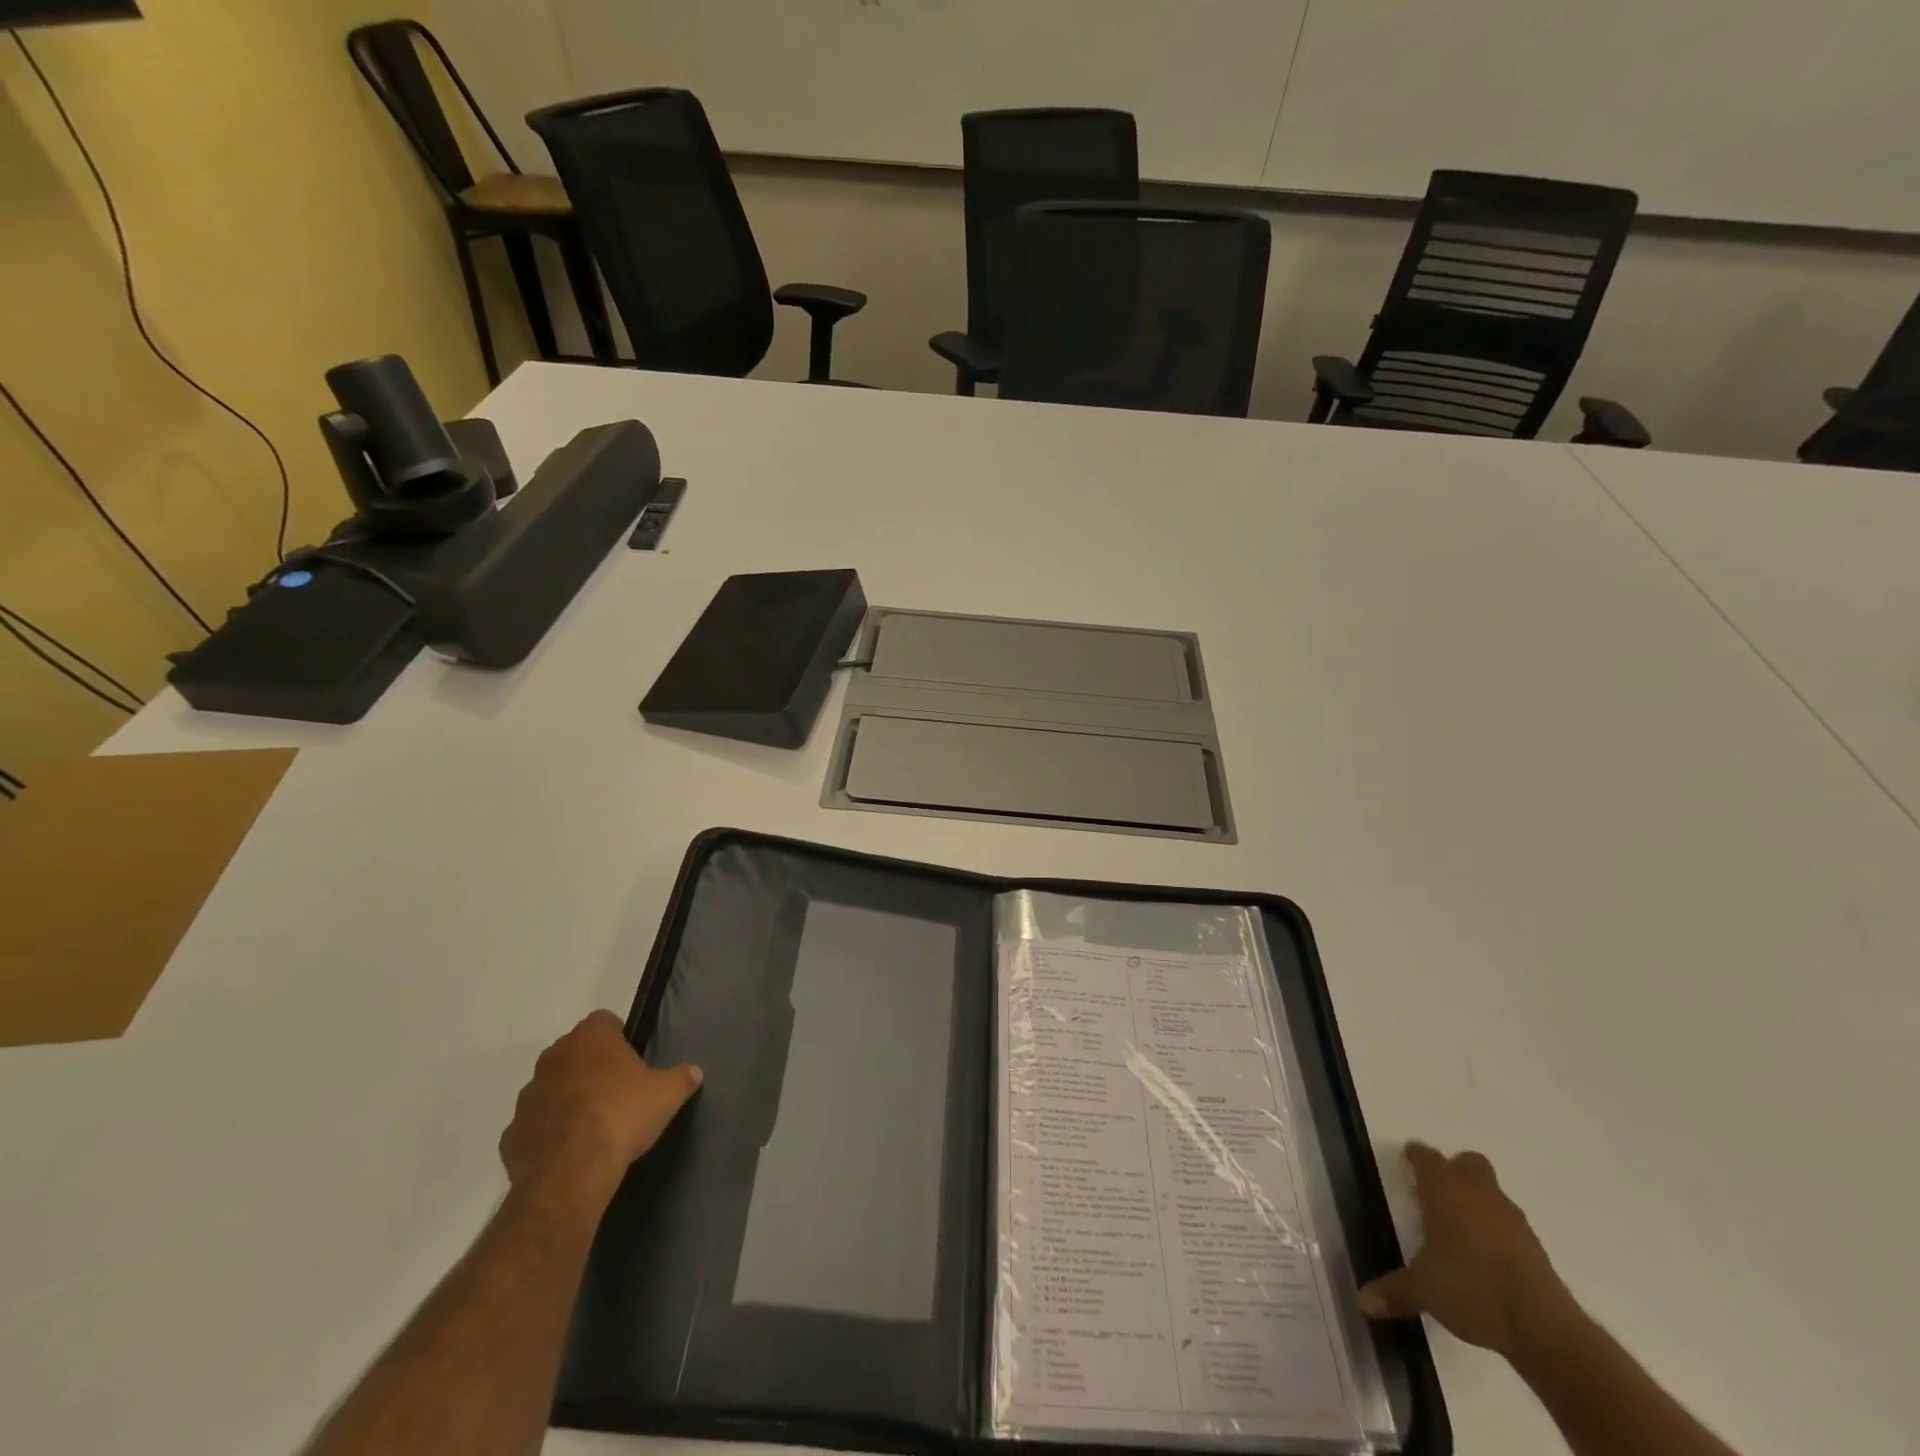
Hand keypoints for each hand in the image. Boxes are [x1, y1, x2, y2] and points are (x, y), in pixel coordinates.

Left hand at [499, 1011, 701, 1210]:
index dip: (619, 1036)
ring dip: (567, 1098)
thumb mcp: (667, 1094)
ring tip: (592, 1123)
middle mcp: (554, 1057)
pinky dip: (548, 1132)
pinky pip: (535, 1125)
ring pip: (551, 1087)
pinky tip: (569, 1150)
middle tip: (617, 1090)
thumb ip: (681, 1078)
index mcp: (591, 1038)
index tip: (632, 1058)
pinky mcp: (511, 1134)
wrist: (571, 1172)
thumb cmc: (622, 1115)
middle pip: (575, 1051)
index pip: (604, 1021)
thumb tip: (694, 1072)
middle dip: (591, 1066)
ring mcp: (528, 1095)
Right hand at [1357, 1142, 1573, 1358]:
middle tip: (1436, 1193)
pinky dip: (1497, 1229)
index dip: (1415, 1157)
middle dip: (1454, 1170)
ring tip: (1460, 1227)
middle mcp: (1478, 1194)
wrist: (1543, 1328)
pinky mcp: (1535, 1246)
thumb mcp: (1423, 1291)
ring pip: (1492, 1191)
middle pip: (1468, 1163)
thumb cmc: (1471, 1290)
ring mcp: (1511, 1219)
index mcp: (1444, 1191)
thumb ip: (1393, 1291)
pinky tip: (1487, 1256)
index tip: (1407, 1162)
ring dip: (1477, 1199)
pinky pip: (1510, 1222)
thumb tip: (1363, 1302)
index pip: (1426, 1157)